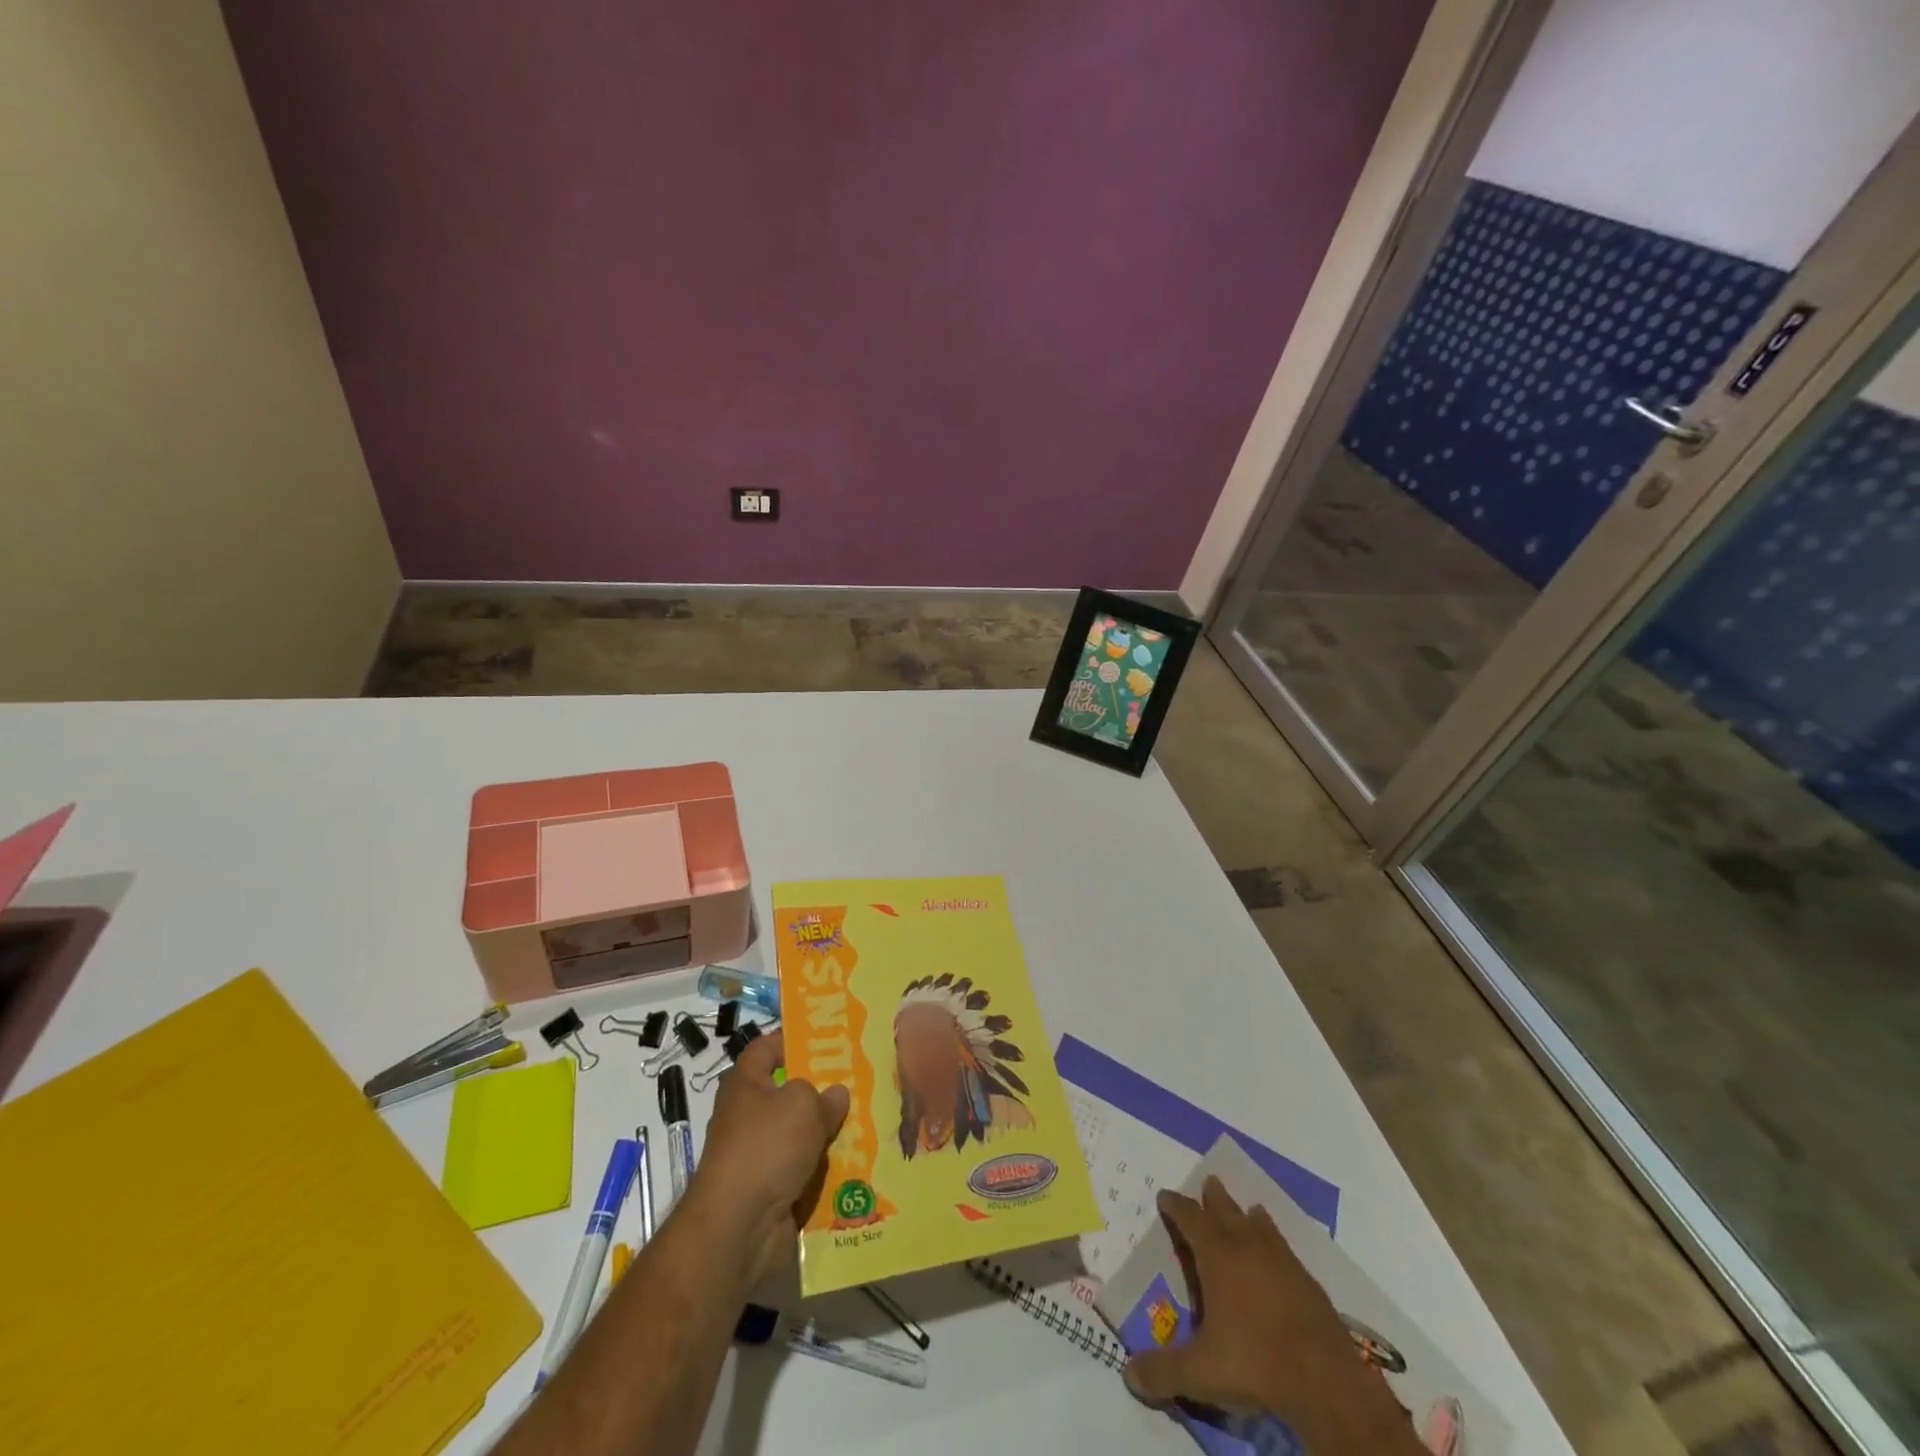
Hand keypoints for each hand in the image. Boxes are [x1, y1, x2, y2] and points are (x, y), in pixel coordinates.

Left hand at [688, 1028, 848, 1284]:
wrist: (739, 1228)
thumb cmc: (766, 1147)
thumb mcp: (802, 1105)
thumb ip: (824, 1095)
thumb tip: (836, 1094)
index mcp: (745, 1085)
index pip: (765, 1048)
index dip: (792, 1039)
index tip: (826, 1038)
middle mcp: (748, 1117)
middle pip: (789, 1093)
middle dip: (822, 1090)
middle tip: (859, 1080)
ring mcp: (760, 1156)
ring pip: (802, 1135)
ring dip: (829, 1132)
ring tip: (870, 1119)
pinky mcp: (773, 1191)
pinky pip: (806, 1170)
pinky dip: (828, 1169)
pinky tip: (859, 1161)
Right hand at [1123, 1178, 1413, 1453]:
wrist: (1326, 1381)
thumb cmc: (1255, 1363)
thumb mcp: (1200, 1373)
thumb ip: (1163, 1371)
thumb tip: (1128, 1375)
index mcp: (1217, 1255)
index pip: (1190, 1217)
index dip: (1175, 1205)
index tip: (1165, 1195)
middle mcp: (1247, 1246)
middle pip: (1227, 1209)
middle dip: (1214, 1197)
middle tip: (1209, 1183)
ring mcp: (1282, 1261)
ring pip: (1260, 1224)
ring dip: (1248, 1215)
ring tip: (1248, 1211)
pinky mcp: (1308, 1282)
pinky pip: (1285, 1249)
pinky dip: (1275, 1243)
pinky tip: (1278, 1256)